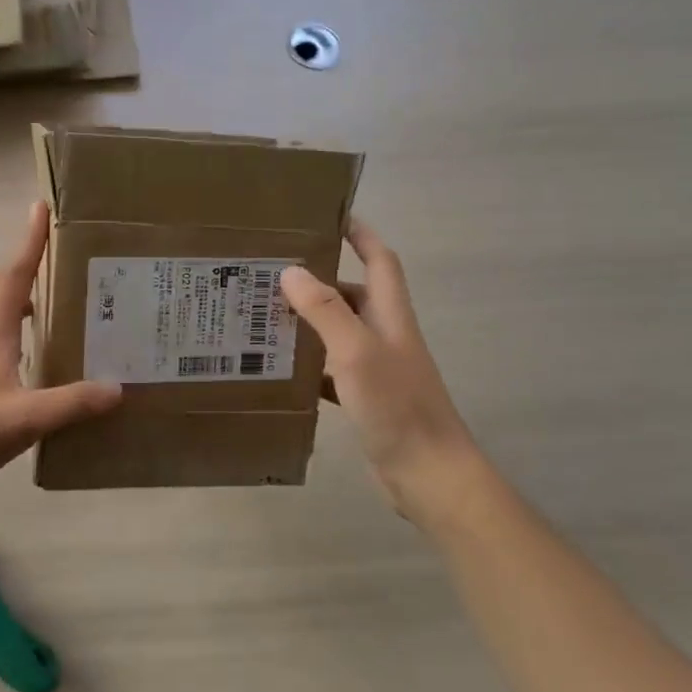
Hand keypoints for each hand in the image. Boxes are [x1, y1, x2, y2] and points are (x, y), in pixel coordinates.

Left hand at [0, 203, 121, 498]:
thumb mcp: (28, 416)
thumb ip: (72, 403)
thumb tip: (117, 388)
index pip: (15, 275)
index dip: (30, 241)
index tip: (40, 208)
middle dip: (17, 271)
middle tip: (48, 273)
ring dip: (12, 304)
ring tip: (48, 314)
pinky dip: (10, 337)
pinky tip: (31, 362)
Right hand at [280, 220, 482, 513]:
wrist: (428, 475)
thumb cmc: (397, 406)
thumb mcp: (357, 352)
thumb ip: (325, 311)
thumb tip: (291, 270)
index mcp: (390, 315)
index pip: (379, 259)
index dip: (360, 234)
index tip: (329, 215)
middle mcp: (384, 334)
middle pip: (351, 294)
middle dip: (317, 280)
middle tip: (271, 272)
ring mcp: (375, 367)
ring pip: (337, 332)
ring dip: (307, 322)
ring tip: (263, 315)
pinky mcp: (365, 397)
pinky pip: (329, 369)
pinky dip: (307, 364)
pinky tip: (279, 369)